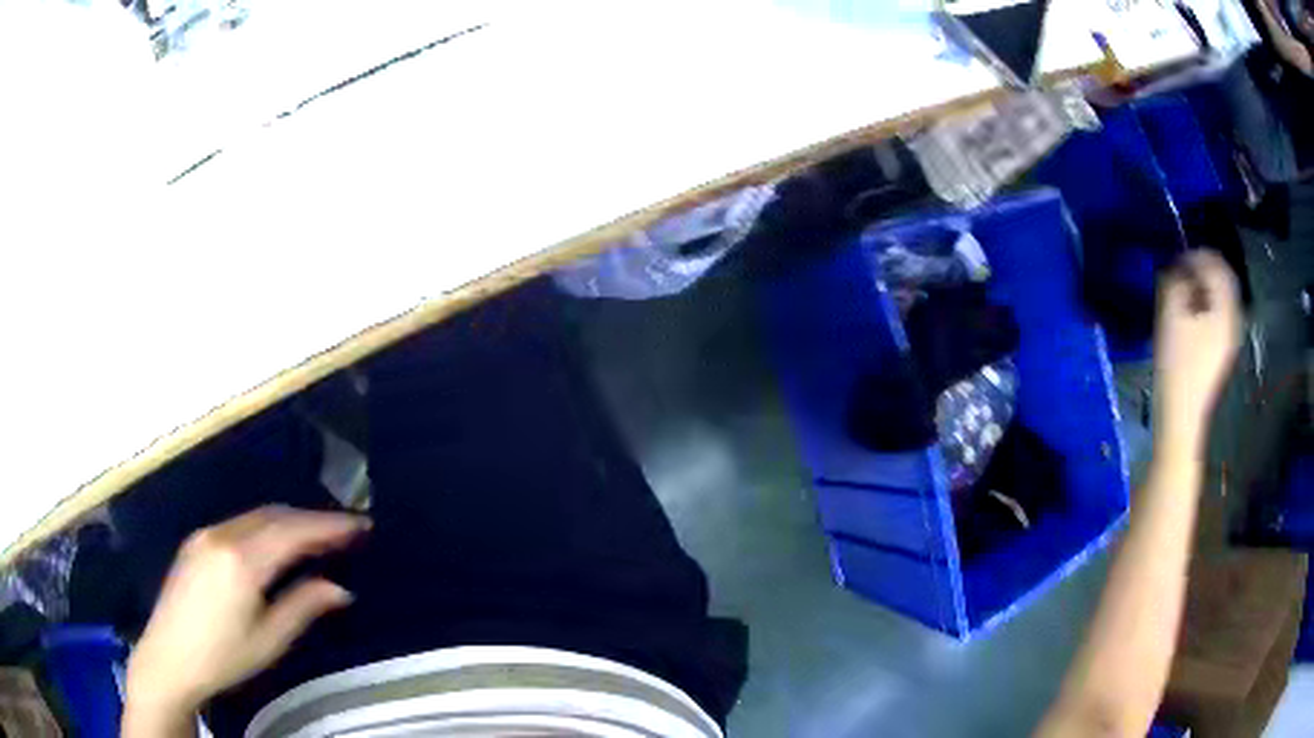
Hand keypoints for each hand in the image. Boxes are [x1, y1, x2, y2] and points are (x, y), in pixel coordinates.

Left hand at [124, 506, 369, 726]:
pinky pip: (238, 523)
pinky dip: (265, 527)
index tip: (362, 526)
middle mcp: (222, 534)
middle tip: (345, 533)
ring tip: (317, 539)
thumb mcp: (269, 640)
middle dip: (312, 520)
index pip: (294, 531)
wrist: (168, 658)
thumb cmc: (222, 657)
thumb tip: (340, 588)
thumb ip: (304, 606)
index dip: (331, 526)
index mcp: (242, 559)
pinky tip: (275, 545)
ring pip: (256, 516)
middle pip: (275, 515)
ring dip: (289, 522)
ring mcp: (205, 534)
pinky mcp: (195, 542)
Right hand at [1152, 250, 1241, 457]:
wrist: (1182, 416)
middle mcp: (1233, 318)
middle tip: (1182, 269)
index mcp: (1224, 307)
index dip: (1197, 254)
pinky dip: (1207, 304)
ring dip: (1205, 287)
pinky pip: (1219, 314)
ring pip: (1222, 297)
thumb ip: (1176, 281)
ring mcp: (1230, 337)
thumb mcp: (1171, 315)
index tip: (1178, 256)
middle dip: (1203, 269)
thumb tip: (1179, 266)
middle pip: (1223, 279)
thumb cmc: (1177, 364)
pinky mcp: (1223, 351)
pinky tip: (1191, 314)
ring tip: (1184, 290)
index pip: (1216, 264)